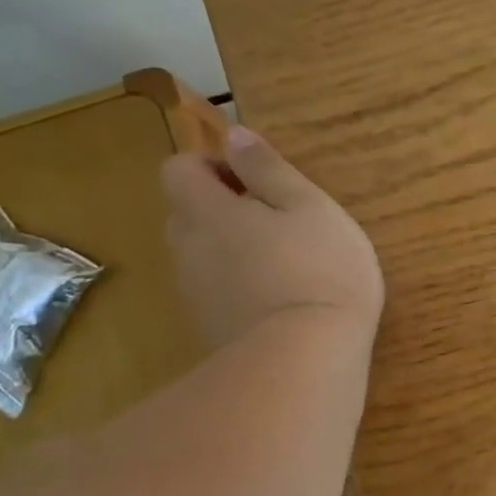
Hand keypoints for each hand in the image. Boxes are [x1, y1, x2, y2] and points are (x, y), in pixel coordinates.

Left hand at [161, 127, 383, 351]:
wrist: (306, 361)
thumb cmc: (318, 269)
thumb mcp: (309, 206)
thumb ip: (269, 169)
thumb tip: (234, 135)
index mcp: (206, 212)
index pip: (178, 169)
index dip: (211, 164)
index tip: (256, 180)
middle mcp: (187, 250)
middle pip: (186, 213)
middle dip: (222, 207)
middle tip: (278, 220)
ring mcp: (195, 294)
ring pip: (201, 255)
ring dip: (231, 248)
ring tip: (285, 262)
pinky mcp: (209, 330)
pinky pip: (215, 290)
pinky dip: (238, 285)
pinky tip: (281, 299)